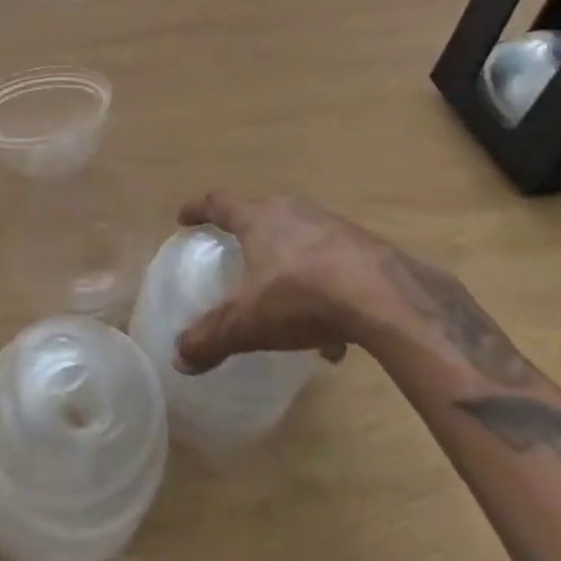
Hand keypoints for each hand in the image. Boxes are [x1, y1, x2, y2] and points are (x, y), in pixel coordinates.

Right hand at [173, 192, 395, 372]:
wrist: (383, 296)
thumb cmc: (301, 295)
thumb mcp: (249, 322)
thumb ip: (212, 337)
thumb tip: (178, 358)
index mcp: (257, 218)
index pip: (218, 202)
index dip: (197, 209)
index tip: (183, 217)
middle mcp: (290, 210)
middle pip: (260, 210)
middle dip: (245, 229)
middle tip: (235, 248)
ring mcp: (329, 224)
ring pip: (298, 236)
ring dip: (287, 258)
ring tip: (283, 294)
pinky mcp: (361, 245)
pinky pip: (331, 262)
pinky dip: (322, 287)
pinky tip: (330, 332)